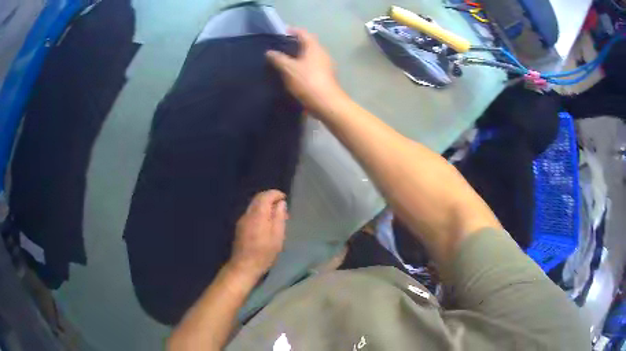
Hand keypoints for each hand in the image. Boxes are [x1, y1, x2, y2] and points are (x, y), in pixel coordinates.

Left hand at [228, 190, 287, 279]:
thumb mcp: (277, 237)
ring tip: (276, 215)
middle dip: (270, 198)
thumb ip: (279, 218)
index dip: (275, 194)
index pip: (265, 196)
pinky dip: (259, 212)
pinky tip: (266, 222)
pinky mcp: (240, 227)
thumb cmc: (263, 254)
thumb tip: (281, 203)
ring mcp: (242, 220)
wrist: (244, 266)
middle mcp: (247, 214)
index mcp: (257, 215)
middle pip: (257, 199)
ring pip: (253, 205)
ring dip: (264, 205)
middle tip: (281, 206)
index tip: (284, 197)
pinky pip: (251, 213)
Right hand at [266, 28, 346, 115]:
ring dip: (298, 56)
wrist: (327, 103)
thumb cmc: (308, 81)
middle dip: (294, 44)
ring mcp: (326, 66)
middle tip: (280, 48)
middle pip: (307, 44)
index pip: (303, 33)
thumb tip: (269, 52)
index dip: (292, 31)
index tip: (280, 32)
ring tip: (284, 61)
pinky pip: (312, 67)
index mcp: (314, 47)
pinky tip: (293, 74)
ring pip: (310, 56)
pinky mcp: (325, 77)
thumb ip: (278, 59)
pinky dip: (302, 66)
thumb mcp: (288, 69)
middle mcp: (322, 53)